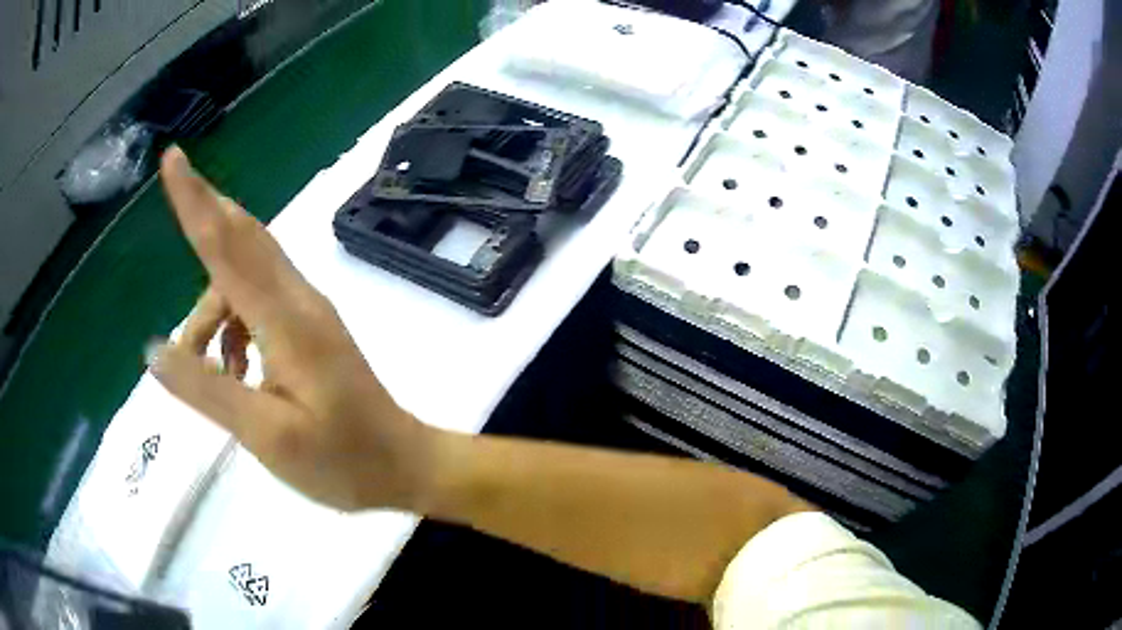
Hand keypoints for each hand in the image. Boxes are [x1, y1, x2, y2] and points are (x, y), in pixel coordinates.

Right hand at [149, 147, 435, 511]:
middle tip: (173, 195)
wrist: (405, 465)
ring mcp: (308, 312)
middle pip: (242, 238)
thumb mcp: (267, 436)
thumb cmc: (341, 461)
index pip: (225, 245)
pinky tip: (232, 373)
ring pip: (244, 278)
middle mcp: (298, 299)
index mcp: (285, 318)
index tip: (173, 158)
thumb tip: (154, 350)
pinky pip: (259, 304)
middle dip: (204, 215)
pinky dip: (232, 326)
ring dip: (211, 309)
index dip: (194, 199)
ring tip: (201, 368)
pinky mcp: (311, 330)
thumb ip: (208, 390)